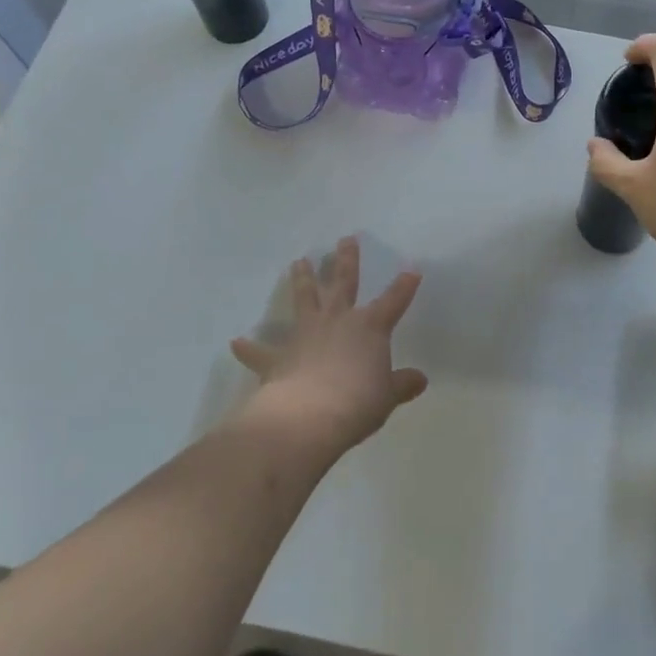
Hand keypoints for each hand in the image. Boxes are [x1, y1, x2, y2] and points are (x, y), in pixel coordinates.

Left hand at [231, 236, 428, 457]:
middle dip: (346, 260)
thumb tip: (420, 380)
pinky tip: (236, 342)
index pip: (393, 300)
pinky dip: (249, 348)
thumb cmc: (357, 403)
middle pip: (343, 283)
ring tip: (298, 261)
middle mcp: (338, 321)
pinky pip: (261, 351)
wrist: (309, 416)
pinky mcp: (278, 358)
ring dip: (302, 280)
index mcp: (369, 327)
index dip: (404, 286)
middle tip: (345, 239)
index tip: (412, 270)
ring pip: (305, 299)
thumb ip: (401, 385)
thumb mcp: (387, 397)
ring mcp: (306, 334)